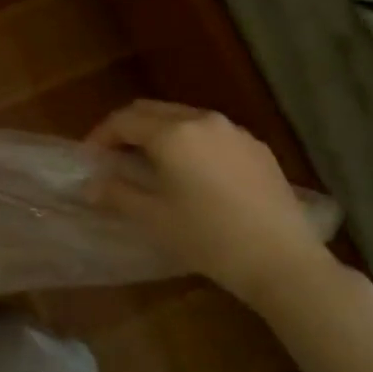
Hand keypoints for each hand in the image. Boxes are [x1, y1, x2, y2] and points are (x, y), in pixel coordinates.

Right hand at [88, 100, 338, 305]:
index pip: (124, 120)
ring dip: (159, 132)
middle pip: (152, 111)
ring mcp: (233, 131)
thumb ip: (117, 193)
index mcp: (172, 133)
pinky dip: (190, 142)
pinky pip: (212, 133)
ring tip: (150, 162)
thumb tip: (91, 184)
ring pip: (183, 118)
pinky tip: (193, 172)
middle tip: (113, 155)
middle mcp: (201, 120)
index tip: (90, 158)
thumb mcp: (155, 218)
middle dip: (127, 128)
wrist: (282, 260)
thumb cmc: (209, 239)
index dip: (101, 135)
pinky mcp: (256, 147)